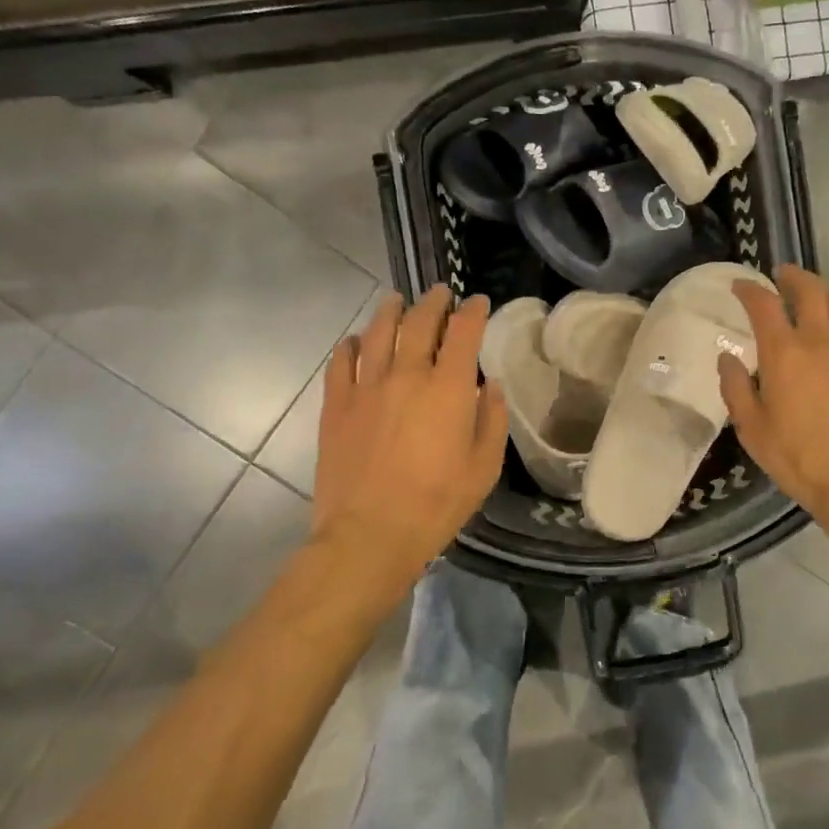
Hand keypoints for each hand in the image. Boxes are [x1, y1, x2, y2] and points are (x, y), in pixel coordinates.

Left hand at [310, 287, 507, 594]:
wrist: (369, 534)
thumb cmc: (437, 503)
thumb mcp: (484, 466)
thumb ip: (492, 419)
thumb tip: (490, 386)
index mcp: (448, 388)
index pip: (463, 333)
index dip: (473, 312)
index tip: (477, 302)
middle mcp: (407, 375)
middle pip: (419, 323)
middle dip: (433, 303)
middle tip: (440, 294)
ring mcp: (366, 387)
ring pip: (378, 333)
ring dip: (391, 311)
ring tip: (397, 301)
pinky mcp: (336, 405)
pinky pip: (341, 362)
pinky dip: (351, 345)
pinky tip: (356, 341)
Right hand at [719, 265, 828, 526]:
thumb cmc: (798, 459)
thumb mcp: (752, 429)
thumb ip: (735, 388)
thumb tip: (727, 358)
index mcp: (784, 354)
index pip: (764, 305)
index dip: (749, 290)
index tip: (740, 286)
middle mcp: (821, 340)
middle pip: (809, 290)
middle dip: (792, 276)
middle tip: (781, 276)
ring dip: (824, 287)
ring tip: (814, 291)